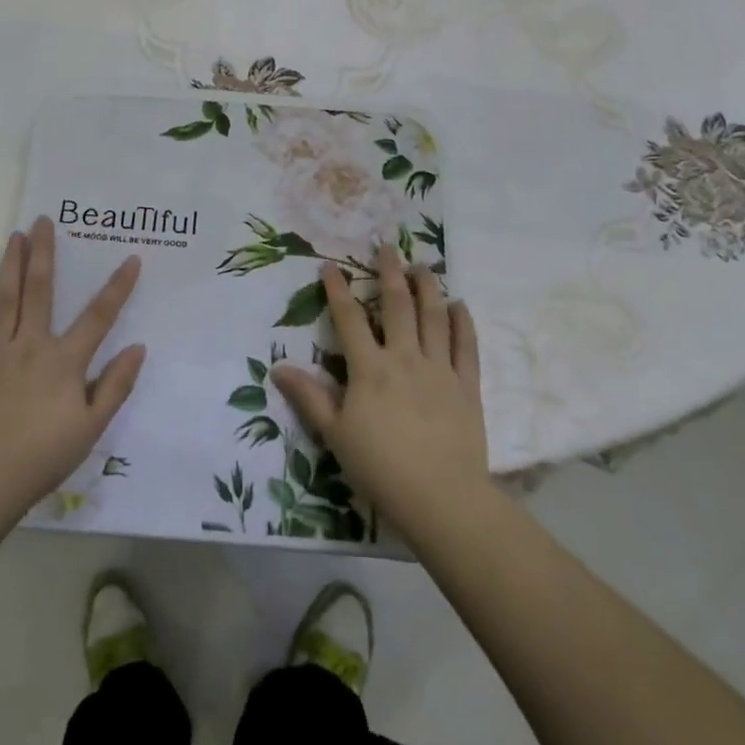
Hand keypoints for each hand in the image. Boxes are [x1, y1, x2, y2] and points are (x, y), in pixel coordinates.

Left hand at [0, 216, 145, 519]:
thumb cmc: (43, 457)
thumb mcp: (92, 428)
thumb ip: (116, 386)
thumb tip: (138, 347)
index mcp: (64, 361)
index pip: (98, 316)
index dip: (117, 287)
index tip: (131, 258)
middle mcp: (30, 346)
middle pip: (40, 292)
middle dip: (44, 253)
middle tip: (44, 220)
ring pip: (5, 300)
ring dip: (11, 265)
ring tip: (15, 235)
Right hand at [273, 245, 488, 546]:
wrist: (440, 496)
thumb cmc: (380, 467)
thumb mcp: (334, 434)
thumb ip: (309, 397)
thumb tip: (277, 367)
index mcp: (370, 368)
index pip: (349, 319)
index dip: (338, 291)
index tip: (331, 266)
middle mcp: (405, 358)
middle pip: (397, 306)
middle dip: (390, 273)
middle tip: (388, 247)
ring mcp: (440, 369)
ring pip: (434, 317)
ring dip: (428, 287)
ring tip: (423, 266)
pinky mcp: (467, 385)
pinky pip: (466, 346)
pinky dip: (462, 322)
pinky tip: (459, 305)